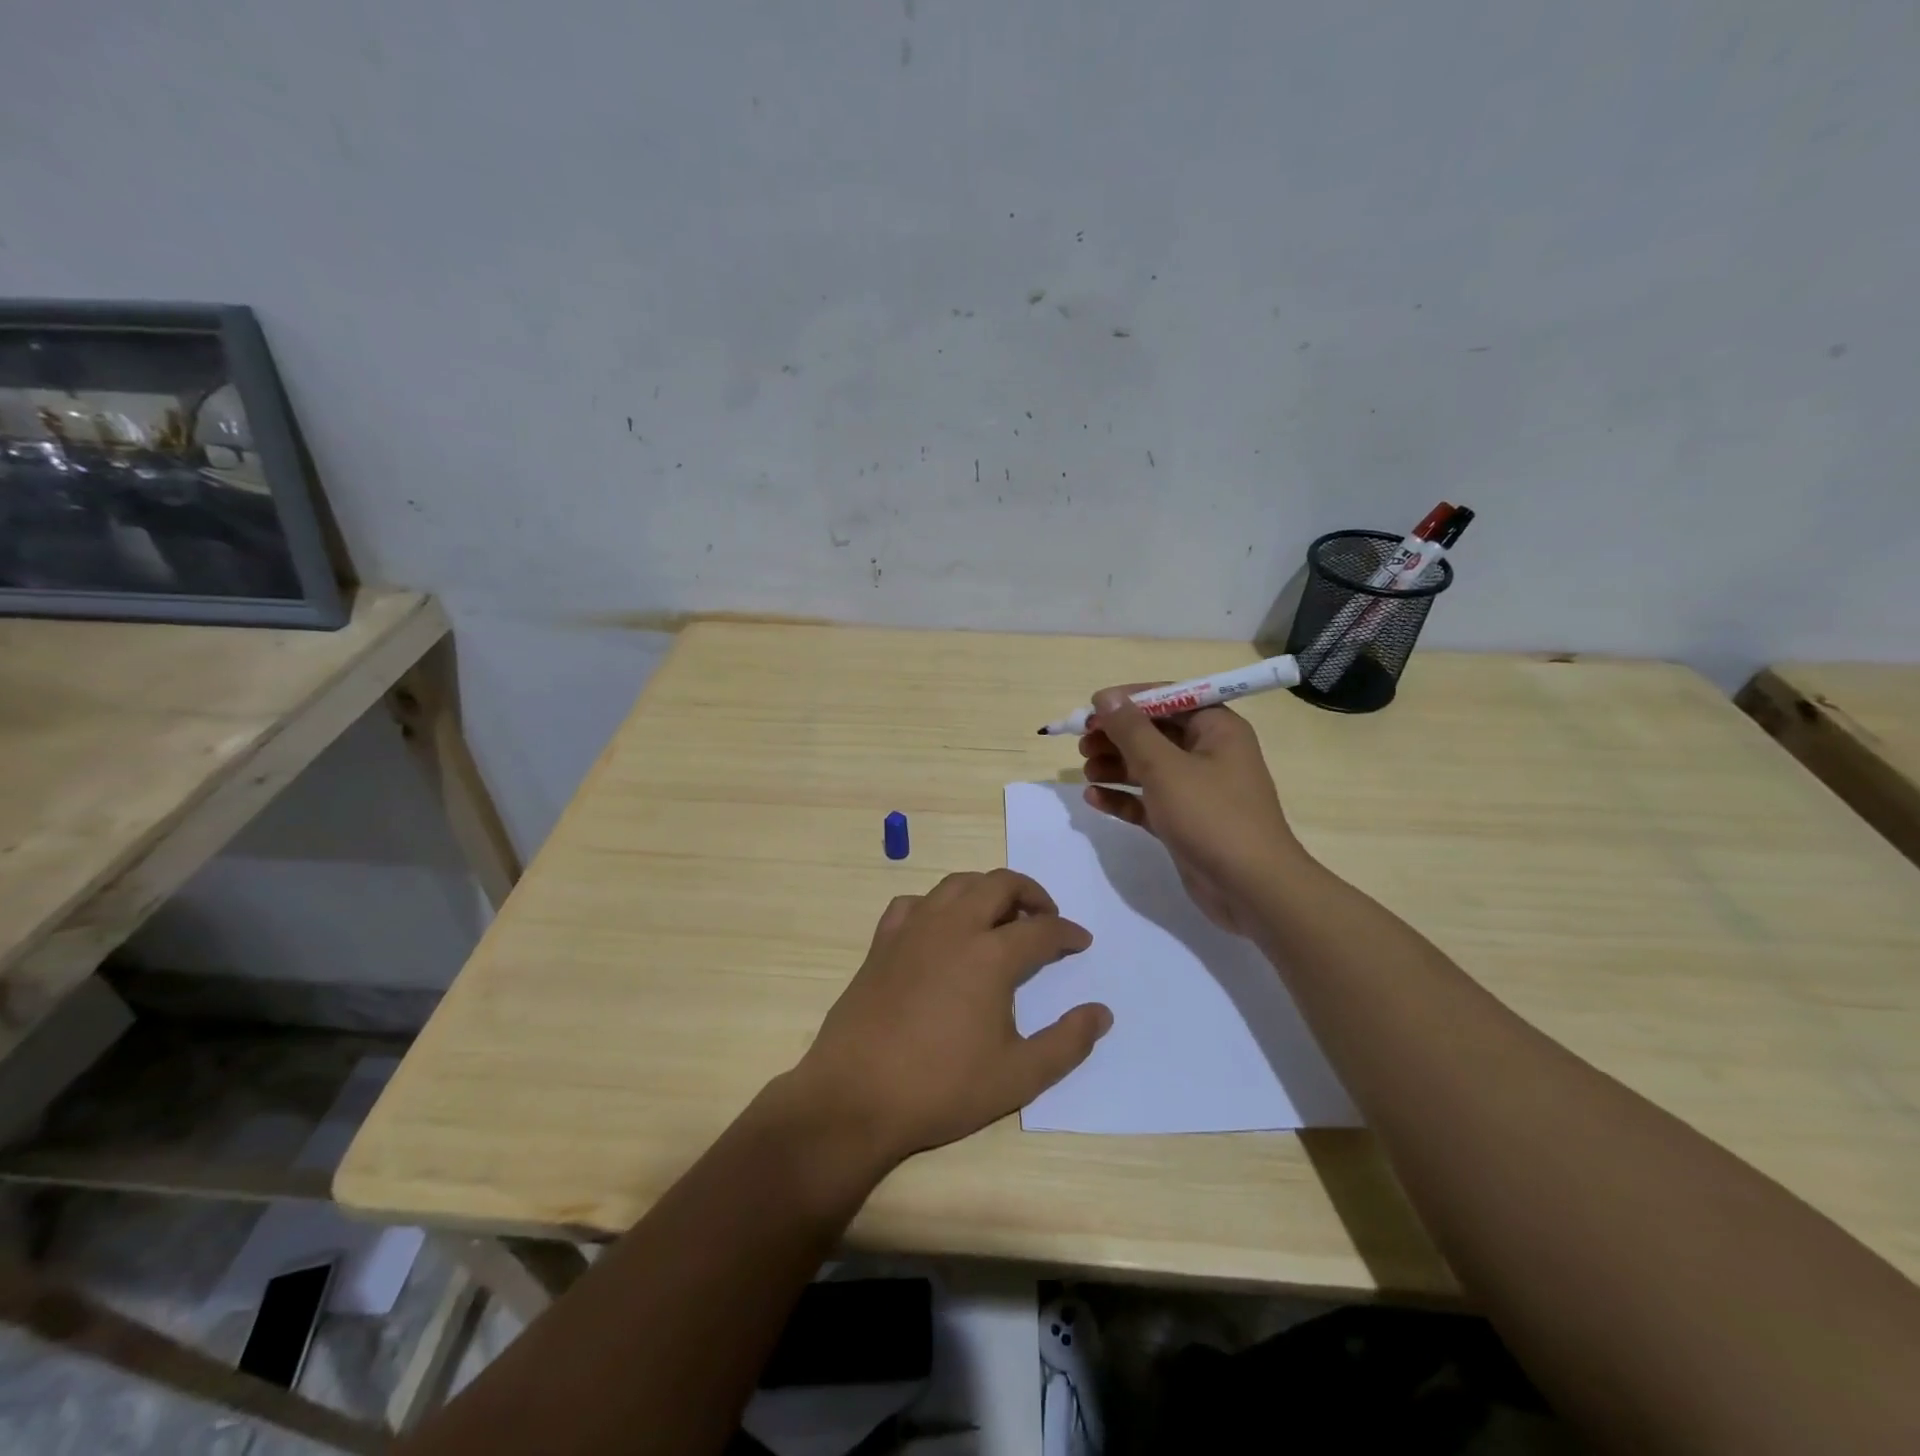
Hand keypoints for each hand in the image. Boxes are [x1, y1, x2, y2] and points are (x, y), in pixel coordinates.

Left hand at [784, 870, 1110, 1166]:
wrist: (856, 1096)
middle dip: (1031, 893)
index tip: (1081, 942)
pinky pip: (915, 902)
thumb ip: (1067, 1043)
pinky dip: (938, 905)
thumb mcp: (1018, 1077)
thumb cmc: (942, 1088)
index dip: (1067, 933)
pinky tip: (942, 929)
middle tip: (1045, 917)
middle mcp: (953, 927)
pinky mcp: (882, 941)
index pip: (1041, 929)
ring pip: (957, 883)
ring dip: (986, 890)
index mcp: (991, 955)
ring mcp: (913, 929)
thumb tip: (1102, 1013)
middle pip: (999, 884)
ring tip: (999, 917)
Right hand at [1079, 685, 1301, 935]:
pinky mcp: (1185, 821)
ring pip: (1148, 768)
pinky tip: (1094, 798)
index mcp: (1217, 728)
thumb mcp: (1164, 767)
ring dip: (1115, 766)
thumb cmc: (1211, 815)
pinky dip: (1123, 797)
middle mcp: (1209, 753)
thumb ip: (1131, 730)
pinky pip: (1148, 800)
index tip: (1092, 708)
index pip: (1169, 698)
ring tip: (1085, 771)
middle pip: (1155, 733)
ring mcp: (1197, 790)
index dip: (1129, 700)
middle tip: (1081, 743)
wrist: (1251, 888)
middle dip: (1117, 736)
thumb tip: (1107, 697)